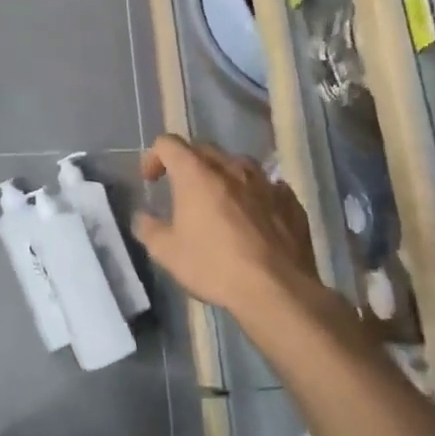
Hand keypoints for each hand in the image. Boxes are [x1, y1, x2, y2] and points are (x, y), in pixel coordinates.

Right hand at [132, 134, 321, 317]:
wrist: (277, 291)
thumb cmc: (215, 267)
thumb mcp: (167, 253)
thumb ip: (149, 229)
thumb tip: (143, 218)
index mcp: (196, 173)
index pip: (168, 144)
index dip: (154, 156)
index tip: (151, 180)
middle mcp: (231, 168)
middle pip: (204, 149)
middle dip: (188, 163)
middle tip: (182, 190)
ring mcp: (265, 183)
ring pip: (240, 164)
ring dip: (225, 175)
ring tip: (221, 199)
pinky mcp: (291, 202)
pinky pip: (269, 187)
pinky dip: (256, 195)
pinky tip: (255, 216)